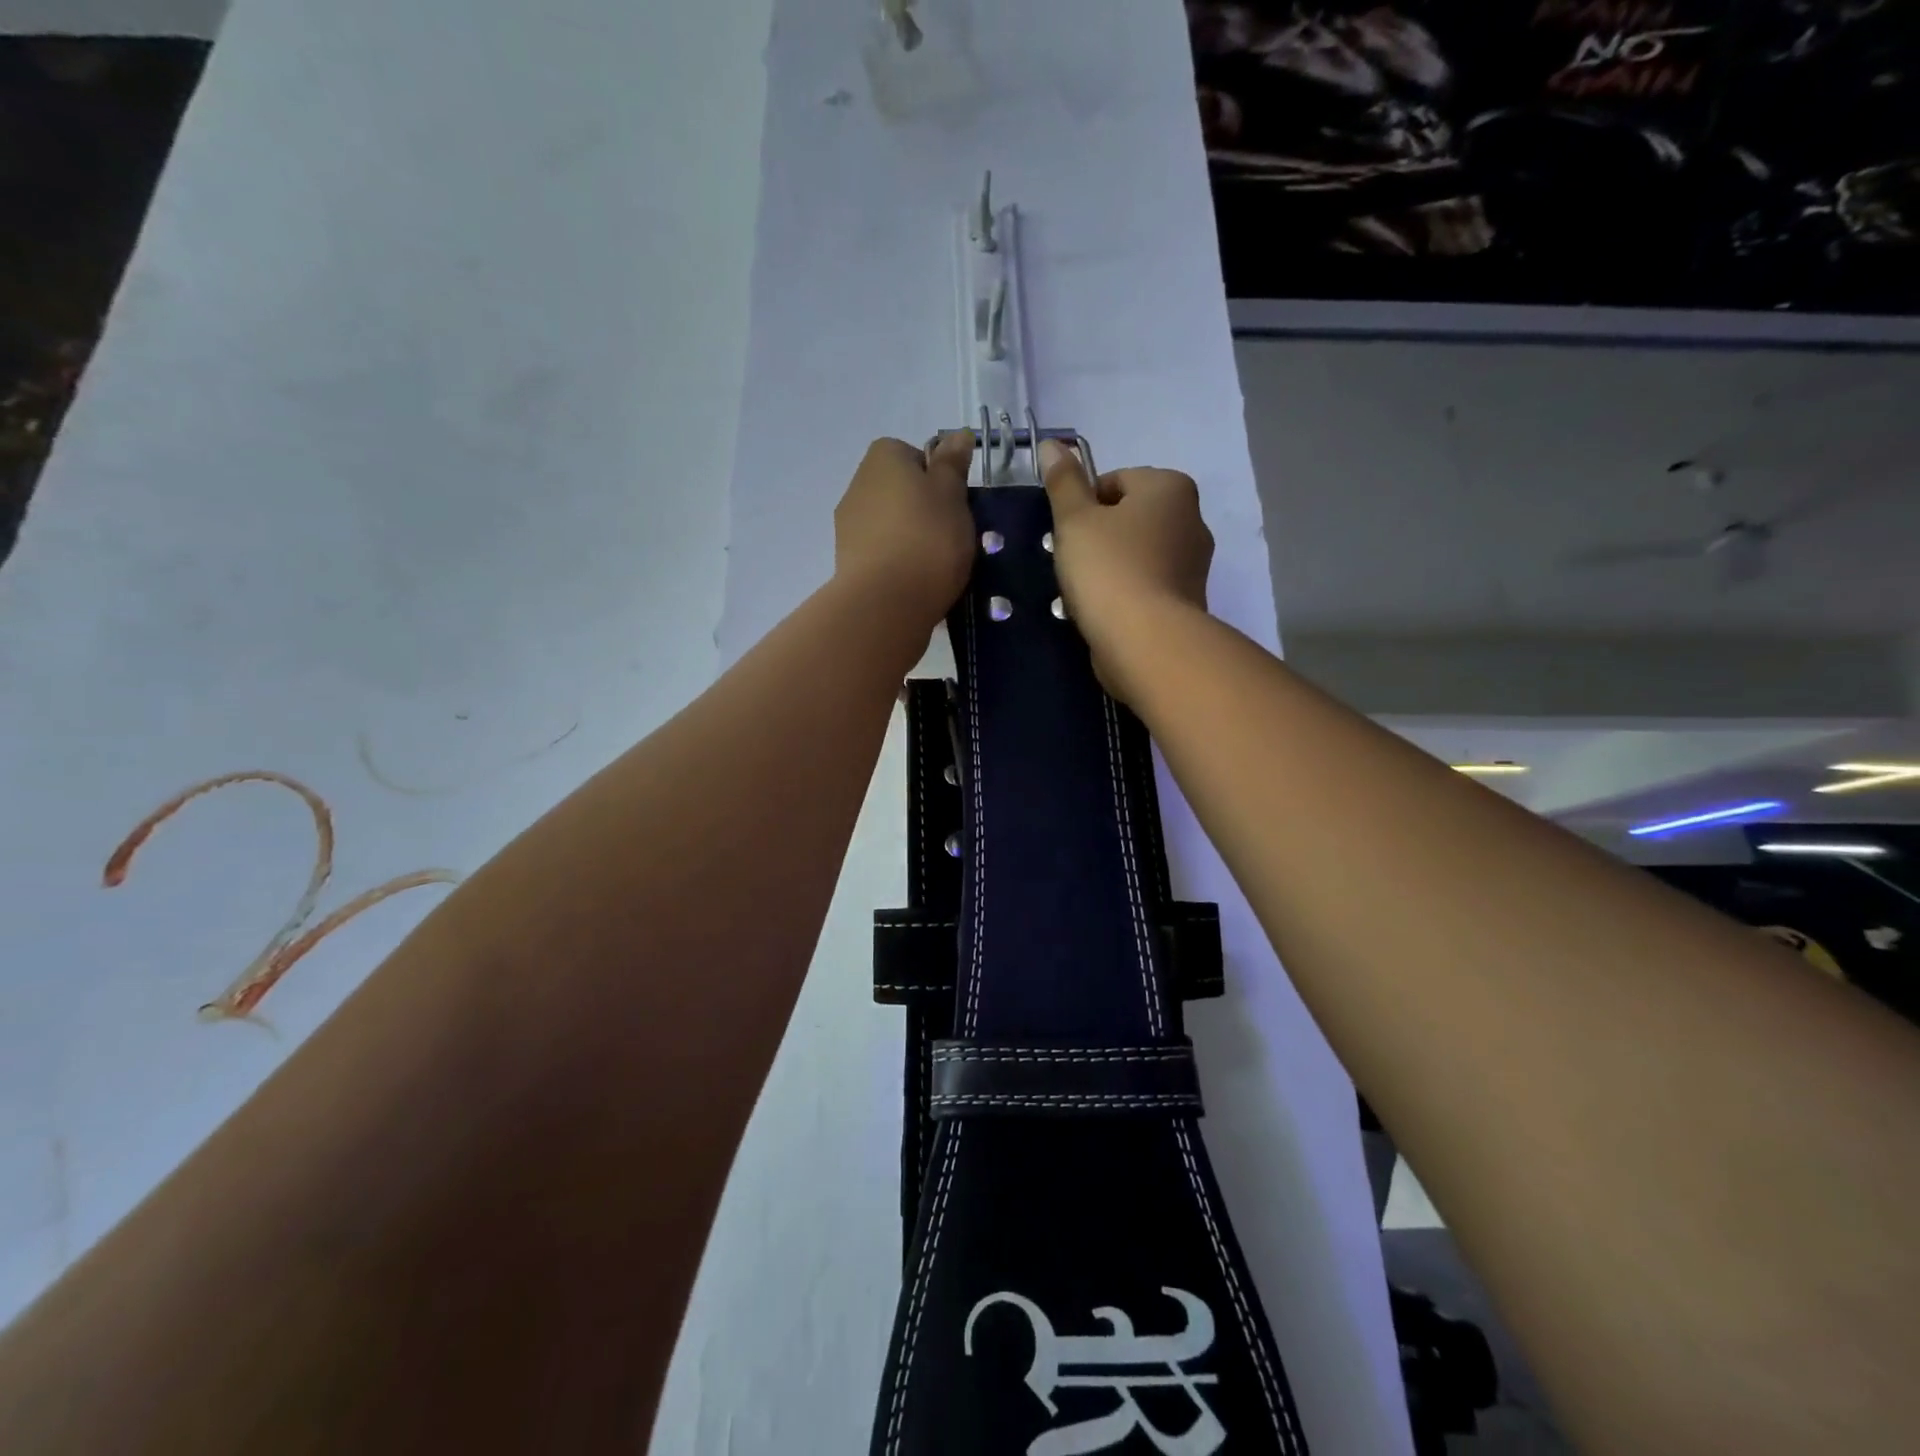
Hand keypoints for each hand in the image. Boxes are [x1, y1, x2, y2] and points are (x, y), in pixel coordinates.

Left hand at [833, 432, 976, 632]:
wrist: (887, 602)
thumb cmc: (928, 538)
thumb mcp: (952, 494)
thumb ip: (953, 463)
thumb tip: (957, 434)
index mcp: (882, 458)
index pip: (912, 454)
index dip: (937, 476)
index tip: (955, 502)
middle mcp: (857, 485)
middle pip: (899, 490)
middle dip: (924, 509)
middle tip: (951, 534)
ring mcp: (848, 527)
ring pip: (890, 524)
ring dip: (911, 538)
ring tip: (937, 565)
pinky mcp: (848, 563)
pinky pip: (882, 554)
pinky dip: (899, 563)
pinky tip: (917, 583)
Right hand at [1040, 438, 1213, 703]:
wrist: (1146, 641)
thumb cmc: (1108, 569)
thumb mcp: (1075, 520)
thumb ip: (1063, 482)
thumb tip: (1052, 444)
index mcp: (1170, 487)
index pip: (1116, 480)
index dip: (1083, 504)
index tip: (1067, 532)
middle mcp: (1192, 518)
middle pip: (1129, 517)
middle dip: (1099, 535)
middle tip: (1073, 562)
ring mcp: (1195, 563)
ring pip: (1138, 553)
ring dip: (1111, 566)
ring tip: (1086, 591)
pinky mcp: (1188, 600)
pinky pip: (1147, 585)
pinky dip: (1126, 593)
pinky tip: (1106, 612)